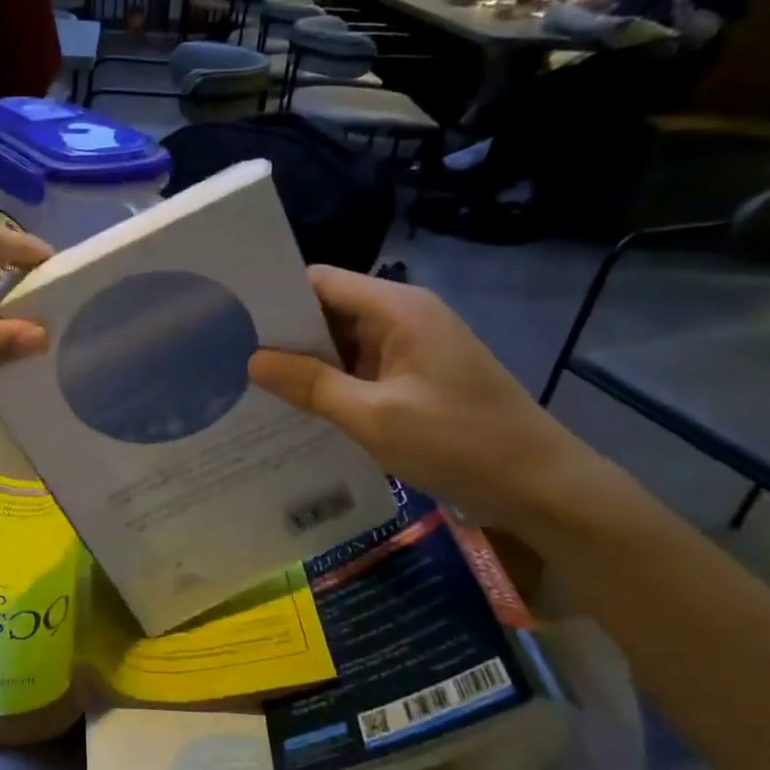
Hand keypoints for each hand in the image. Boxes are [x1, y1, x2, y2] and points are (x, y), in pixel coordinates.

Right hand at [248, 267, 592, 523]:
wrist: (542, 487)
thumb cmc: (458, 442)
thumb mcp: (373, 417)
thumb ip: (310, 384)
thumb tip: (251, 359)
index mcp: (398, 308)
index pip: (320, 282)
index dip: (274, 297)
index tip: (229, 319)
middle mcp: (404, 317)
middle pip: (328, 310)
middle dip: (282, 334)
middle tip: (227, 356)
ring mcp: (412, 348)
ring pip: (342, 343)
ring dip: (305, 363)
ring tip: (249, 383)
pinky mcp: (416, 376)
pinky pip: (360, 369)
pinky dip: (330, 383)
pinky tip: (296, 407)